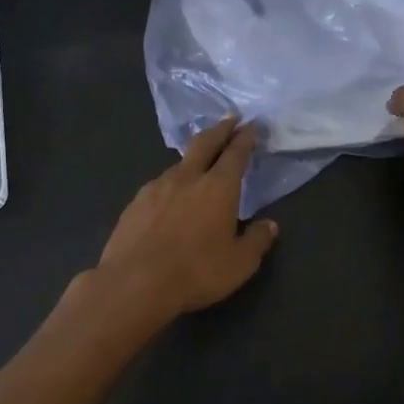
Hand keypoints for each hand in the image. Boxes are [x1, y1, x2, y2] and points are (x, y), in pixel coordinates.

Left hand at [94, 117, 278, 318]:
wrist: (133, 284)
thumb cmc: (196, 271)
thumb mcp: (240, 263)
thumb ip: (257, 240)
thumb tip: (270, 225)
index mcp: (218, 187)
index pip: (235, 154)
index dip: (245, 138)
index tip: (251, 126)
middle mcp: (187, 178)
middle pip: (205, 144)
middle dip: (220, 130)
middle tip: (230, 119)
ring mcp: (156, 188)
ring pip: (179, 164)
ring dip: (193, 158)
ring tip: (199, 163)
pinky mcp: (134, 204)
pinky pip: (158, 186)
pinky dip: (171, 183)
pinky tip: (169, 197)